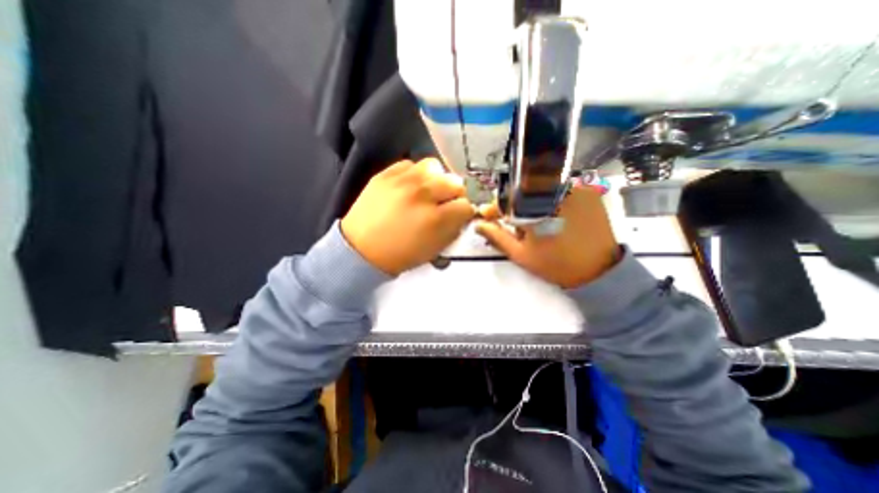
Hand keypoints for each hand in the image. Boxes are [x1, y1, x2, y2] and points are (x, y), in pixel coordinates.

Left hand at [340, 158, 477, 274]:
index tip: (459, 216)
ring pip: (434, 166)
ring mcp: (403, 181)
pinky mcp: (386, 174)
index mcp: (436, 219)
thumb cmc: (400, 255)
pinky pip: (410, 164)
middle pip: (455, 182)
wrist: (361, 249)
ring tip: (428, 190)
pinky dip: (415, 174)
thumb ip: (452, 230)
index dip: (464, 212)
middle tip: (444, 203)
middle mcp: (422, 195)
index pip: (466, 205)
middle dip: (454, 194)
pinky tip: (410, 186)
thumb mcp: (433, 250)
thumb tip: (461, 215)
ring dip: (436, 179)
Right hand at [474, 187, 615, 289]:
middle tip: (512, 221)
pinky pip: (560, 190)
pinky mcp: (589, 192)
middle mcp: (556, 191)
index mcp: (537, 207)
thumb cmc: (556, 264)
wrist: (598, 271)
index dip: (496, 207)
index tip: (489, 214)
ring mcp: (576, 188)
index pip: (508, 198)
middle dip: (513, 204)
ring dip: (531, 202)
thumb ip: (497, 236)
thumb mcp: (521, 254)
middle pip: (524, 190)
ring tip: (532, 221)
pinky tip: (550, 215)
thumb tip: (479, 225)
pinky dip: (550, 200)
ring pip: (542, 189)